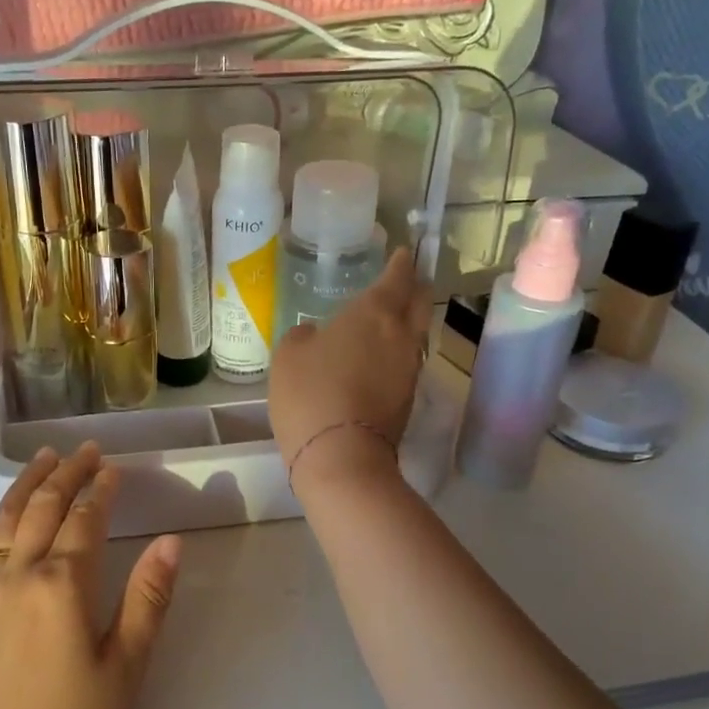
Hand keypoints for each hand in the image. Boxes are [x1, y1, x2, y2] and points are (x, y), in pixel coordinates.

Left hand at [0, 444, 180, 708]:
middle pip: (42, 508)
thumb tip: (171, 541)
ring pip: (5, 521)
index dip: (101, 489)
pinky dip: (0, 517)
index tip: (114, 467)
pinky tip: (7, 516)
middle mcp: (17, 577)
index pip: (84, 519)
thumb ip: (148, 600)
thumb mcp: (125, 670)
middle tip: (84, 449)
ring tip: (43, 458)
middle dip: (65, 473)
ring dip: (27, 485)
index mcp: (61, 586)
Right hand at [270, 248, 429, 491]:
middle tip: (404, 281)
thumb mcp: (289, 356)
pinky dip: (398, 351)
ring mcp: (409, 368)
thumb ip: (303, 336)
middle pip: (419, 302)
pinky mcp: (408, 398)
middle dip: (414, 288)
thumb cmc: (310, 393)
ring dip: (408, 322)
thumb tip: (315, 334)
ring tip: (390, 318)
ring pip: (417, 333)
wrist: (341, 455)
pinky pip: (407, 361)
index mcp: (374, 313)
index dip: (400, 263)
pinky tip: (381, 357)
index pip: (396, 277)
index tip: (403, 253)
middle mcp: (401, 334)